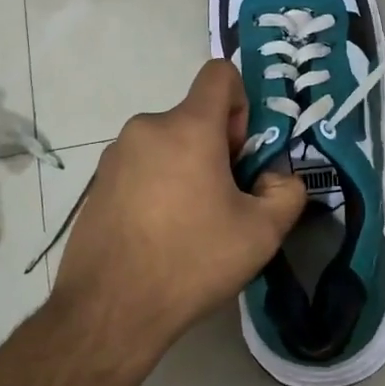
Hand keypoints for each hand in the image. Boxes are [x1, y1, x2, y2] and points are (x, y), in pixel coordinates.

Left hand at [51, 60, 306, 358]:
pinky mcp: (97, 182)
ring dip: (186, 169)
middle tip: (223, 202)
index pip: (219, 73)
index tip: (240, 153)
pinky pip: (141, 166)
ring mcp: (115, 154)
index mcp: (187, 127)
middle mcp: (147, 127)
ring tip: (189, 225)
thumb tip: (274, 178)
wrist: (109, 311)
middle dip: (217, 148)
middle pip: (195, 117)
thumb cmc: (191, 261)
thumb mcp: (262, 233)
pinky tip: (158, 235)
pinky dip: (157, 185)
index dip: (241, 103)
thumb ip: (287, 192)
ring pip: (168, 144)